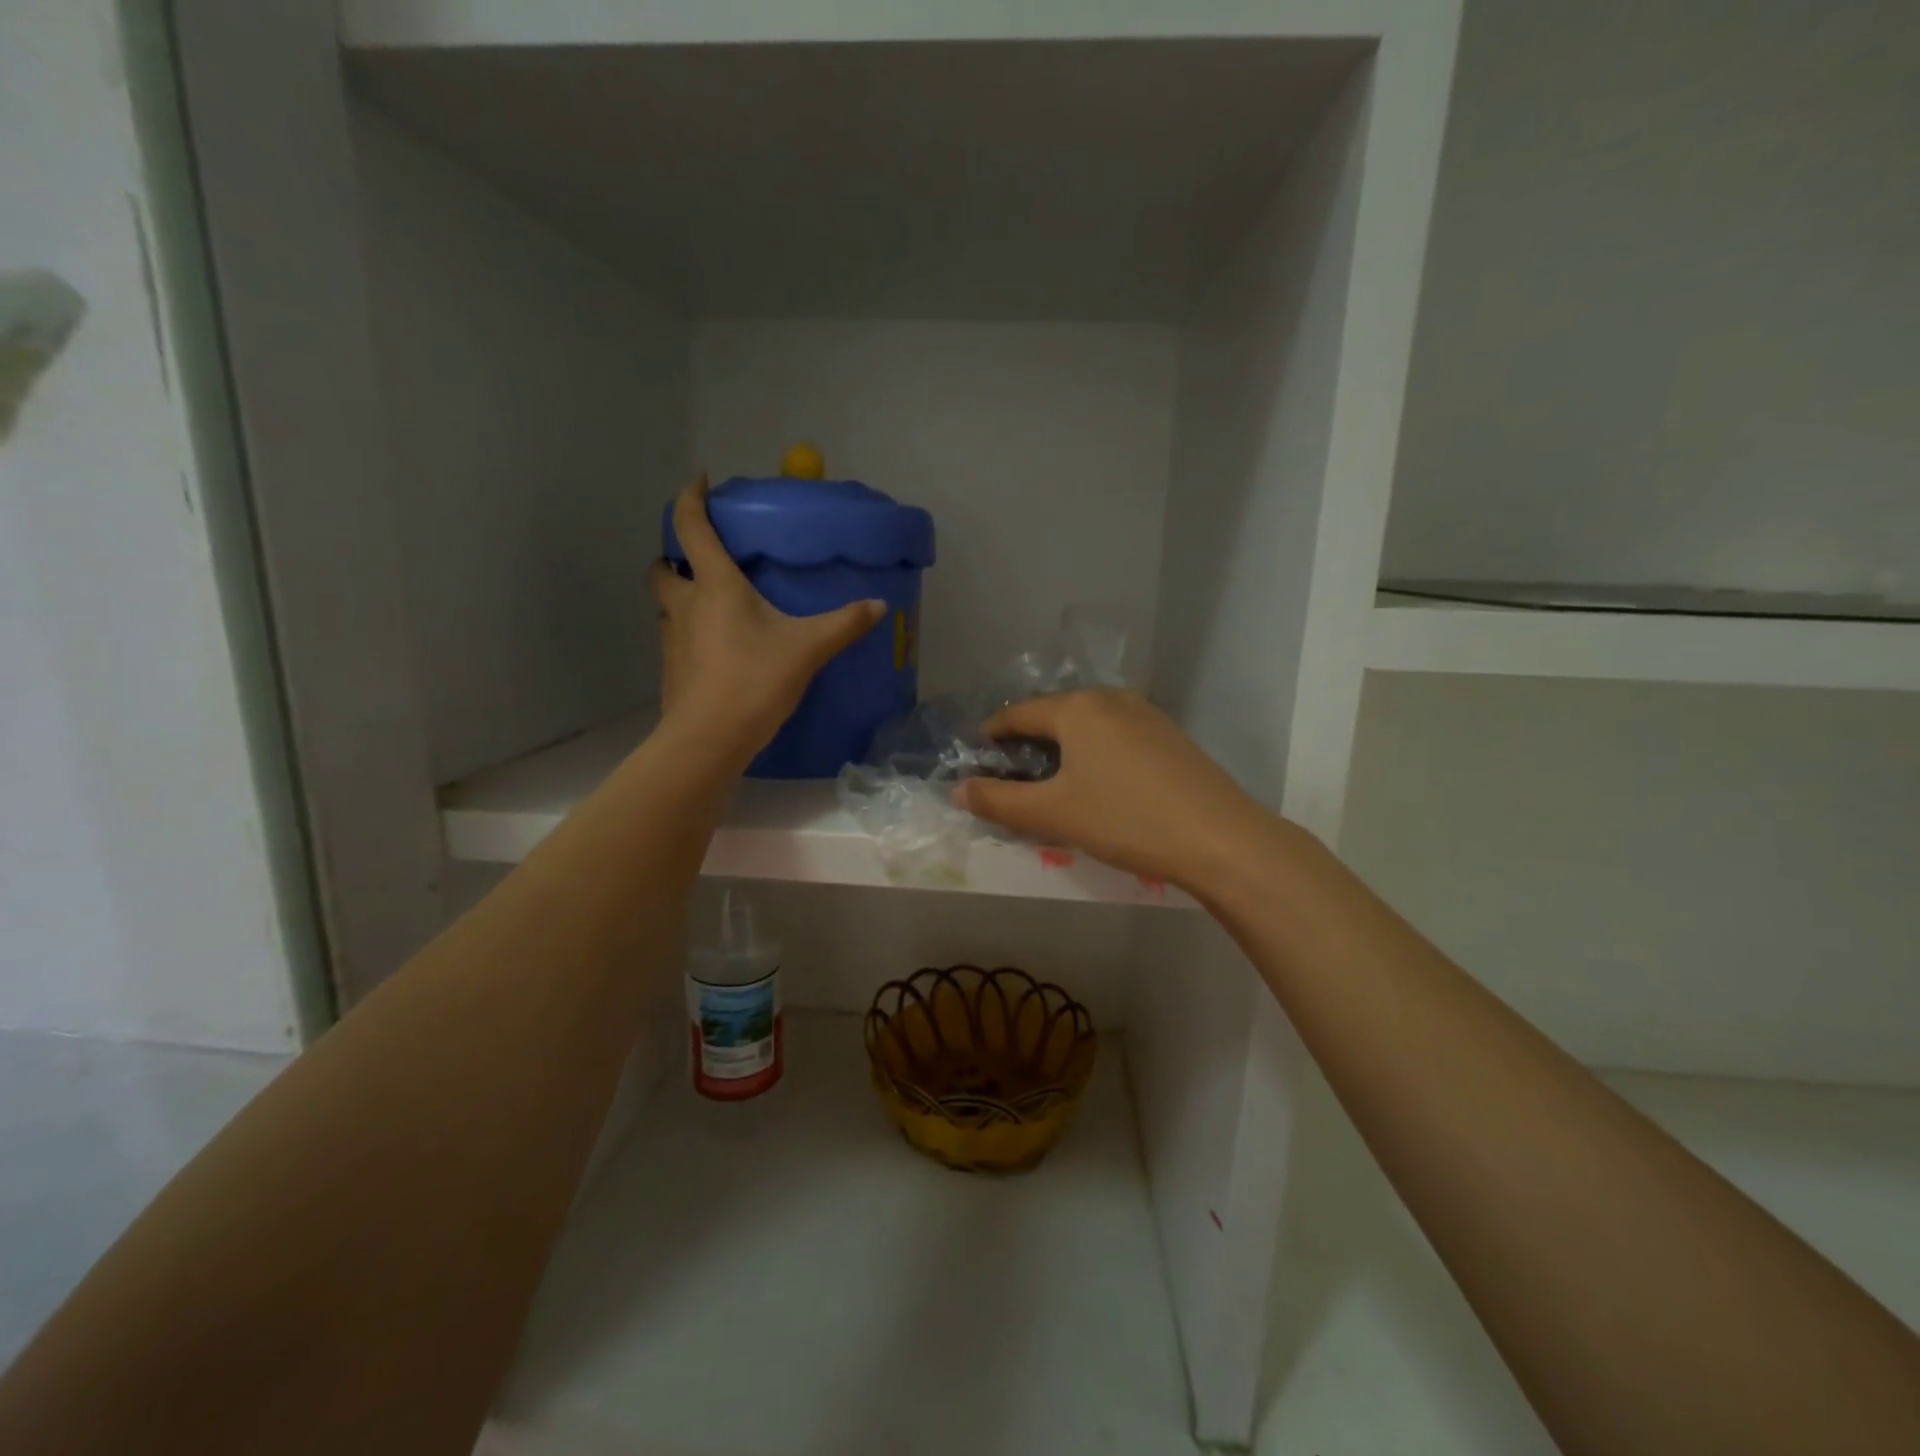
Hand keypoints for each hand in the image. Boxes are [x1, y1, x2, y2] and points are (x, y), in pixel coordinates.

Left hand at [649, 474, 884, 764]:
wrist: (709, 738)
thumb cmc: (755, 680)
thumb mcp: (808, 648)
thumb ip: (844, 624)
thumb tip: (879, 605)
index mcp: (715, 586)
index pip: (691, 527)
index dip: (690, 497)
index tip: (699, 480)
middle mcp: (684, 605)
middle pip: (662, 567)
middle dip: (675, 556)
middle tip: (701, 559)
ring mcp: (671, 639)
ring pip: (665, 605)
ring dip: (680, 595)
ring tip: (710, 604)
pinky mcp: (671, 670)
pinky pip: (674, 637)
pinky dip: (688, 632)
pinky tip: (716, 649)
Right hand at [953, 689, 1274, 892]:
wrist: (1218, 837)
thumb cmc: (1125, 819)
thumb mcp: (1053, 814)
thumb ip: (999, 801)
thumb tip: (958, 790)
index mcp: (1077, 708)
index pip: (1020, 713)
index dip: (993, 732)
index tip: (978, 752)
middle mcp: (1110, 699)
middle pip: (1055, 714)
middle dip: (1028, 740)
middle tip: (1010, 773)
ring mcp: (1146, 714)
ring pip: (1088, 724)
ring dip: (1063, 745)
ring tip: (1051, 778)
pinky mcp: (1170, 735)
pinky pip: (1116, 735)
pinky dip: (1094, 751)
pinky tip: (1098, 781)